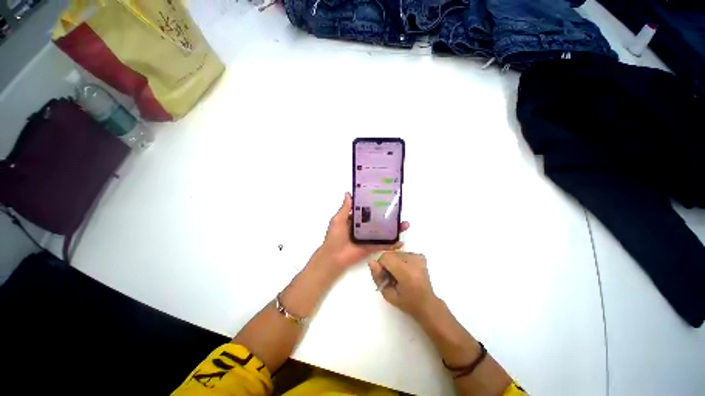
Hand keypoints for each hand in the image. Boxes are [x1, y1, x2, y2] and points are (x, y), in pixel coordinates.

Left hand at [313, 193, 408, 273]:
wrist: (334, 257)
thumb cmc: (335, 236)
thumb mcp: (338, 219)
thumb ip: (345, 208)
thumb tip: (348, 193)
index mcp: (355, 220)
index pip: (367, 210)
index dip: (375, 205)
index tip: (385, 199)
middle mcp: (363, 228)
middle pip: (378, 220)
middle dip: (388, 217)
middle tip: (398, 212)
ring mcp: (368, 238)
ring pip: (383, 231)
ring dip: (394, 229)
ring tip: (405, 224)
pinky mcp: (371, 247)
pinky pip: (383, 245)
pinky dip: (392, 244)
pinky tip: (401, 241)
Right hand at [369, 251, 437, 319]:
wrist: (427, 304)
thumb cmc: (407, 303)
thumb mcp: (388, 295)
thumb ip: (378, 278)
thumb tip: (371, 262)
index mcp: (407, 272)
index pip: (385, 257)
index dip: (381, 265)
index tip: (384, 276)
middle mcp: (414, 261)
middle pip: (391, 254)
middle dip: (387, 263)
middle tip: (391, 277)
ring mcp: (418, 257)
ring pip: (396, 253)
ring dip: (394, 261)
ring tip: (399, 275)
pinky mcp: (420, 256)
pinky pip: (404, 253)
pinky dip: (401, 260)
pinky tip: (405, 270)